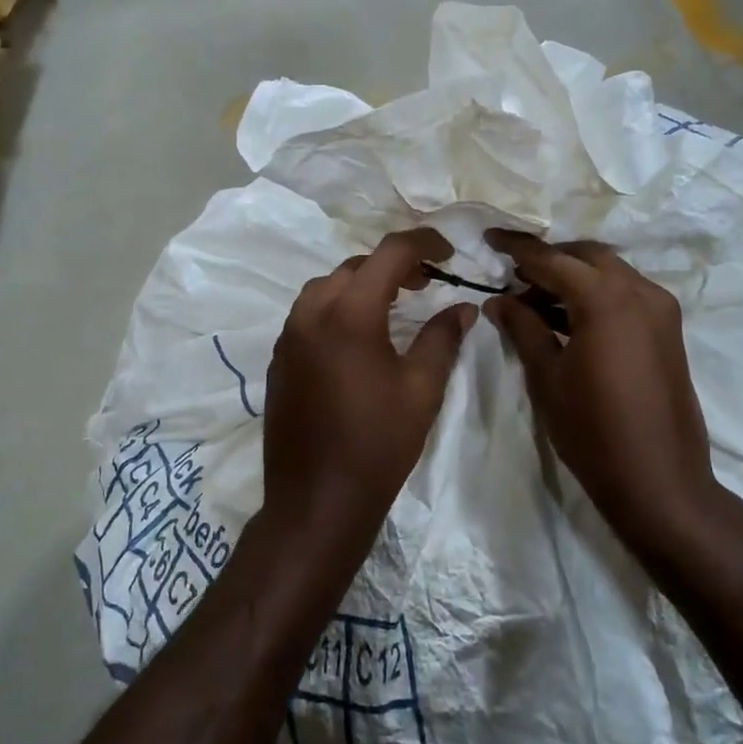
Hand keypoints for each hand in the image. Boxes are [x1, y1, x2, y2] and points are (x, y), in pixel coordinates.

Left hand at [262, 229, 476, 558]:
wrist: (317, 499)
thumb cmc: (378, 444)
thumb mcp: (422, 389)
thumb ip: (443, 338)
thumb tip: (464, 307)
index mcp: (349, 314)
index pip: (388, 254)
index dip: (423, 244)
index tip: (449, 252)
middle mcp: (310, 314)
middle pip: (353, 267)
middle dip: (392, 266)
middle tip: (426, 282)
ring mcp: (287, 337)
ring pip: (325, 288)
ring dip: (361, 285)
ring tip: (393, 305)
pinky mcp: (278, 360)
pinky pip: (308, 315)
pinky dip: (337, 308)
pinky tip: (359, 336)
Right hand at [484, 230, 742, 563]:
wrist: (659, 481)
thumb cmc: (593, 431)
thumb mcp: (548, 378)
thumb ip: (524, 329)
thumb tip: (498, 299)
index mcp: (607, 299)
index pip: (553, 259)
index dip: (518, 248)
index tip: (489, 238)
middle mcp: (641, 292)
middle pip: (587, 256)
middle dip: (549, 259)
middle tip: (512, 276)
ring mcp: (661, 310)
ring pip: (610, 273)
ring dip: (573, 277)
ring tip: (533, 299)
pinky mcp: (669, 331)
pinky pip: (627, 294)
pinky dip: (596, 295)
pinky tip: (567, 318)